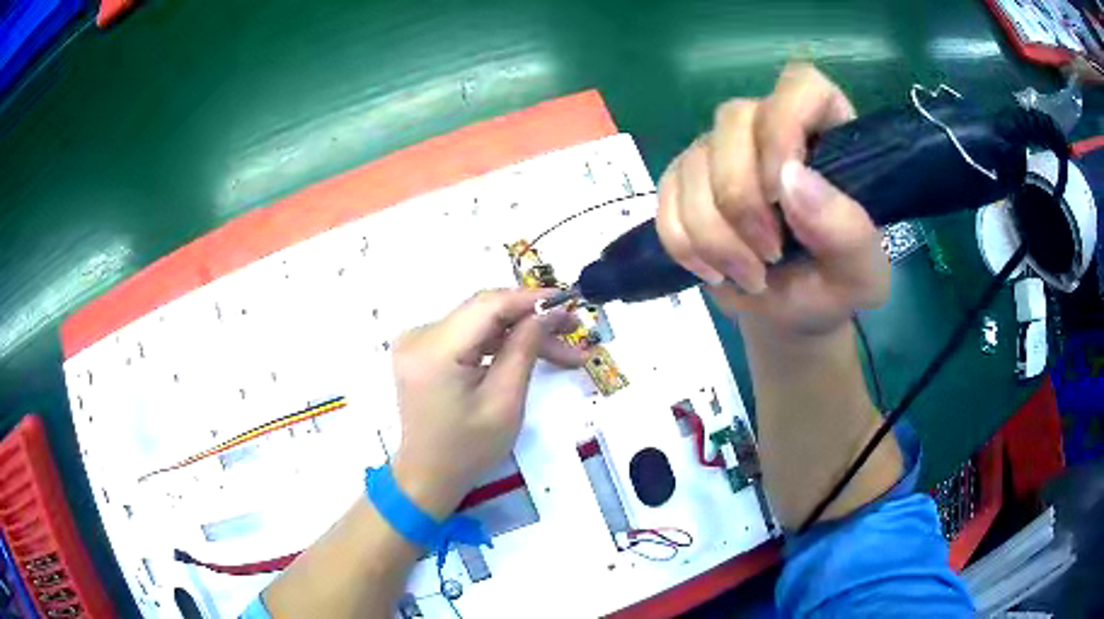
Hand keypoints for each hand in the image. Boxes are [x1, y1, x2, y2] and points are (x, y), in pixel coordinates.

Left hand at [390, 289, 585, 518]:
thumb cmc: (468, 450)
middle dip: (531, 319)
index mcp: (434, 350)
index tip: (569, 302)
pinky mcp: (423, 350)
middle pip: (485, 312)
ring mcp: (417, 341)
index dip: (531, 299)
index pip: (488, 305)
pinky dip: (498, 342)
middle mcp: (419, 335)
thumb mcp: (504, 402)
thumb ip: (524, 349)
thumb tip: (548, 312)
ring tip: (562, 351)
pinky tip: (528, 351)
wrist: (428, 476)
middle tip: (573, 333)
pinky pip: (468, 335)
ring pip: (480, 322)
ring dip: (519, 333)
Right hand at [657, 63, 889, 336]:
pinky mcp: (685, 180)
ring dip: (715, 236)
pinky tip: (715, 270)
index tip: (781, 192)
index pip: (801, 86)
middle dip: (743, 201)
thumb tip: (791, 181)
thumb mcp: (860, 273)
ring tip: (751, 275)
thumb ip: (846, 230)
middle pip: (733, 122)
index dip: (784, 128)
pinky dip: (685, 245)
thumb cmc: (833, 286)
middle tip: (771, 257)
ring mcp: (722, 151)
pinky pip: (665, 198)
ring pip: (693, 164)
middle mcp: (769, 127)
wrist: (791, 313)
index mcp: (827, 133)